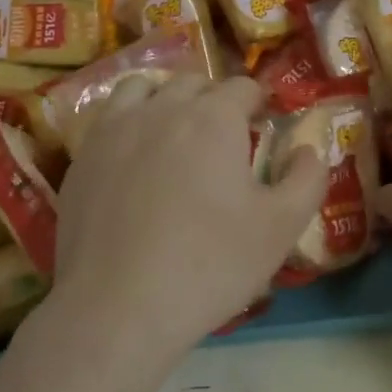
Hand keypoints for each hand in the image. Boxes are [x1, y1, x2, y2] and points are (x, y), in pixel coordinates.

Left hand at [46, 74, 330, 360]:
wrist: (116, 309)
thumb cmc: (208, 265)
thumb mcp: (280, 228)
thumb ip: (307, 179)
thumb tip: (309, 149)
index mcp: (213, 117)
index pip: (242, 87)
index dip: (258, 102)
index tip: (263, 123)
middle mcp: (163, 107)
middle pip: (194, 83)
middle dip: (214, 99)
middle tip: (223, 136)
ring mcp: (116, 128)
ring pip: (145, 89)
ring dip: (166, 99)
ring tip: (174, 132)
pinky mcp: (83, 156)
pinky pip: (110, 118)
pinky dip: (129, 123)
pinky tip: (133, 158)